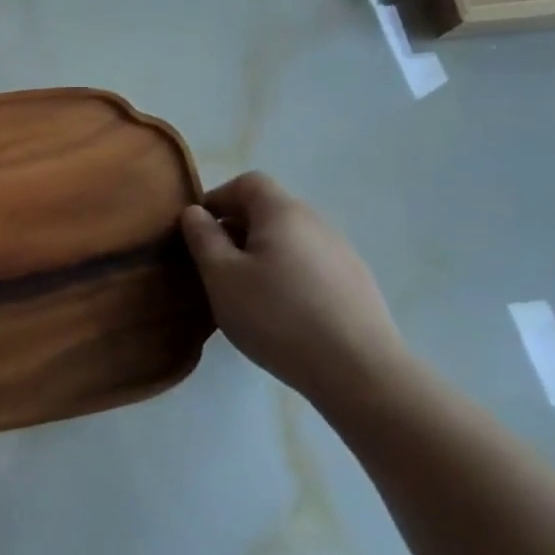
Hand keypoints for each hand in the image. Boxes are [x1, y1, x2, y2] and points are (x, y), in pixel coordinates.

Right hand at [180, 172, 414, 408]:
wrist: (360, 371)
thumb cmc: (277, 316)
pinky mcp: (357, 284)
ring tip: (247, 292)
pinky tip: (282, 312)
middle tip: (216, 266)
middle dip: (237, 229)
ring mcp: (343, 254)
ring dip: (262, 254)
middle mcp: (317, 223)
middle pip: (270, 210)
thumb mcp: (221, 276)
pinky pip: (310, 265)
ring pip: (290, 240)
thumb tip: (194, 213)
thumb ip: (203, 238)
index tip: (199, 231)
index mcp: (283, 213)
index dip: (217, 199)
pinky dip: (288, 275)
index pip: (247, 183)